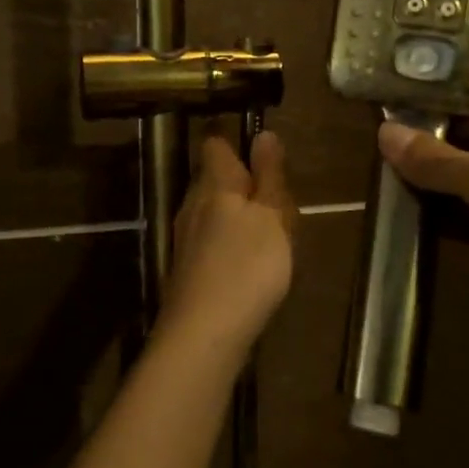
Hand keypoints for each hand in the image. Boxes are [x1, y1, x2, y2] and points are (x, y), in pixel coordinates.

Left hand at [161, 129, 296, 358]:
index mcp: (214, 183)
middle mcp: (193, 203)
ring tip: (274, 238)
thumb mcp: (271, 215)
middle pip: (215, 179)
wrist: (204, 334)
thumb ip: (269, 175)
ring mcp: (186, 238)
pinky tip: (252, 267)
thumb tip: (263, 133)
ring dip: (241, 217)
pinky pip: (213, 241)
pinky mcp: (188, 268)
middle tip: (282, 204)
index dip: (235, 141)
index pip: (215, 144)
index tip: (262, 152)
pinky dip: (233, 244)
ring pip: (214, 212)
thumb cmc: (246, 266)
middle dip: (245, 184)